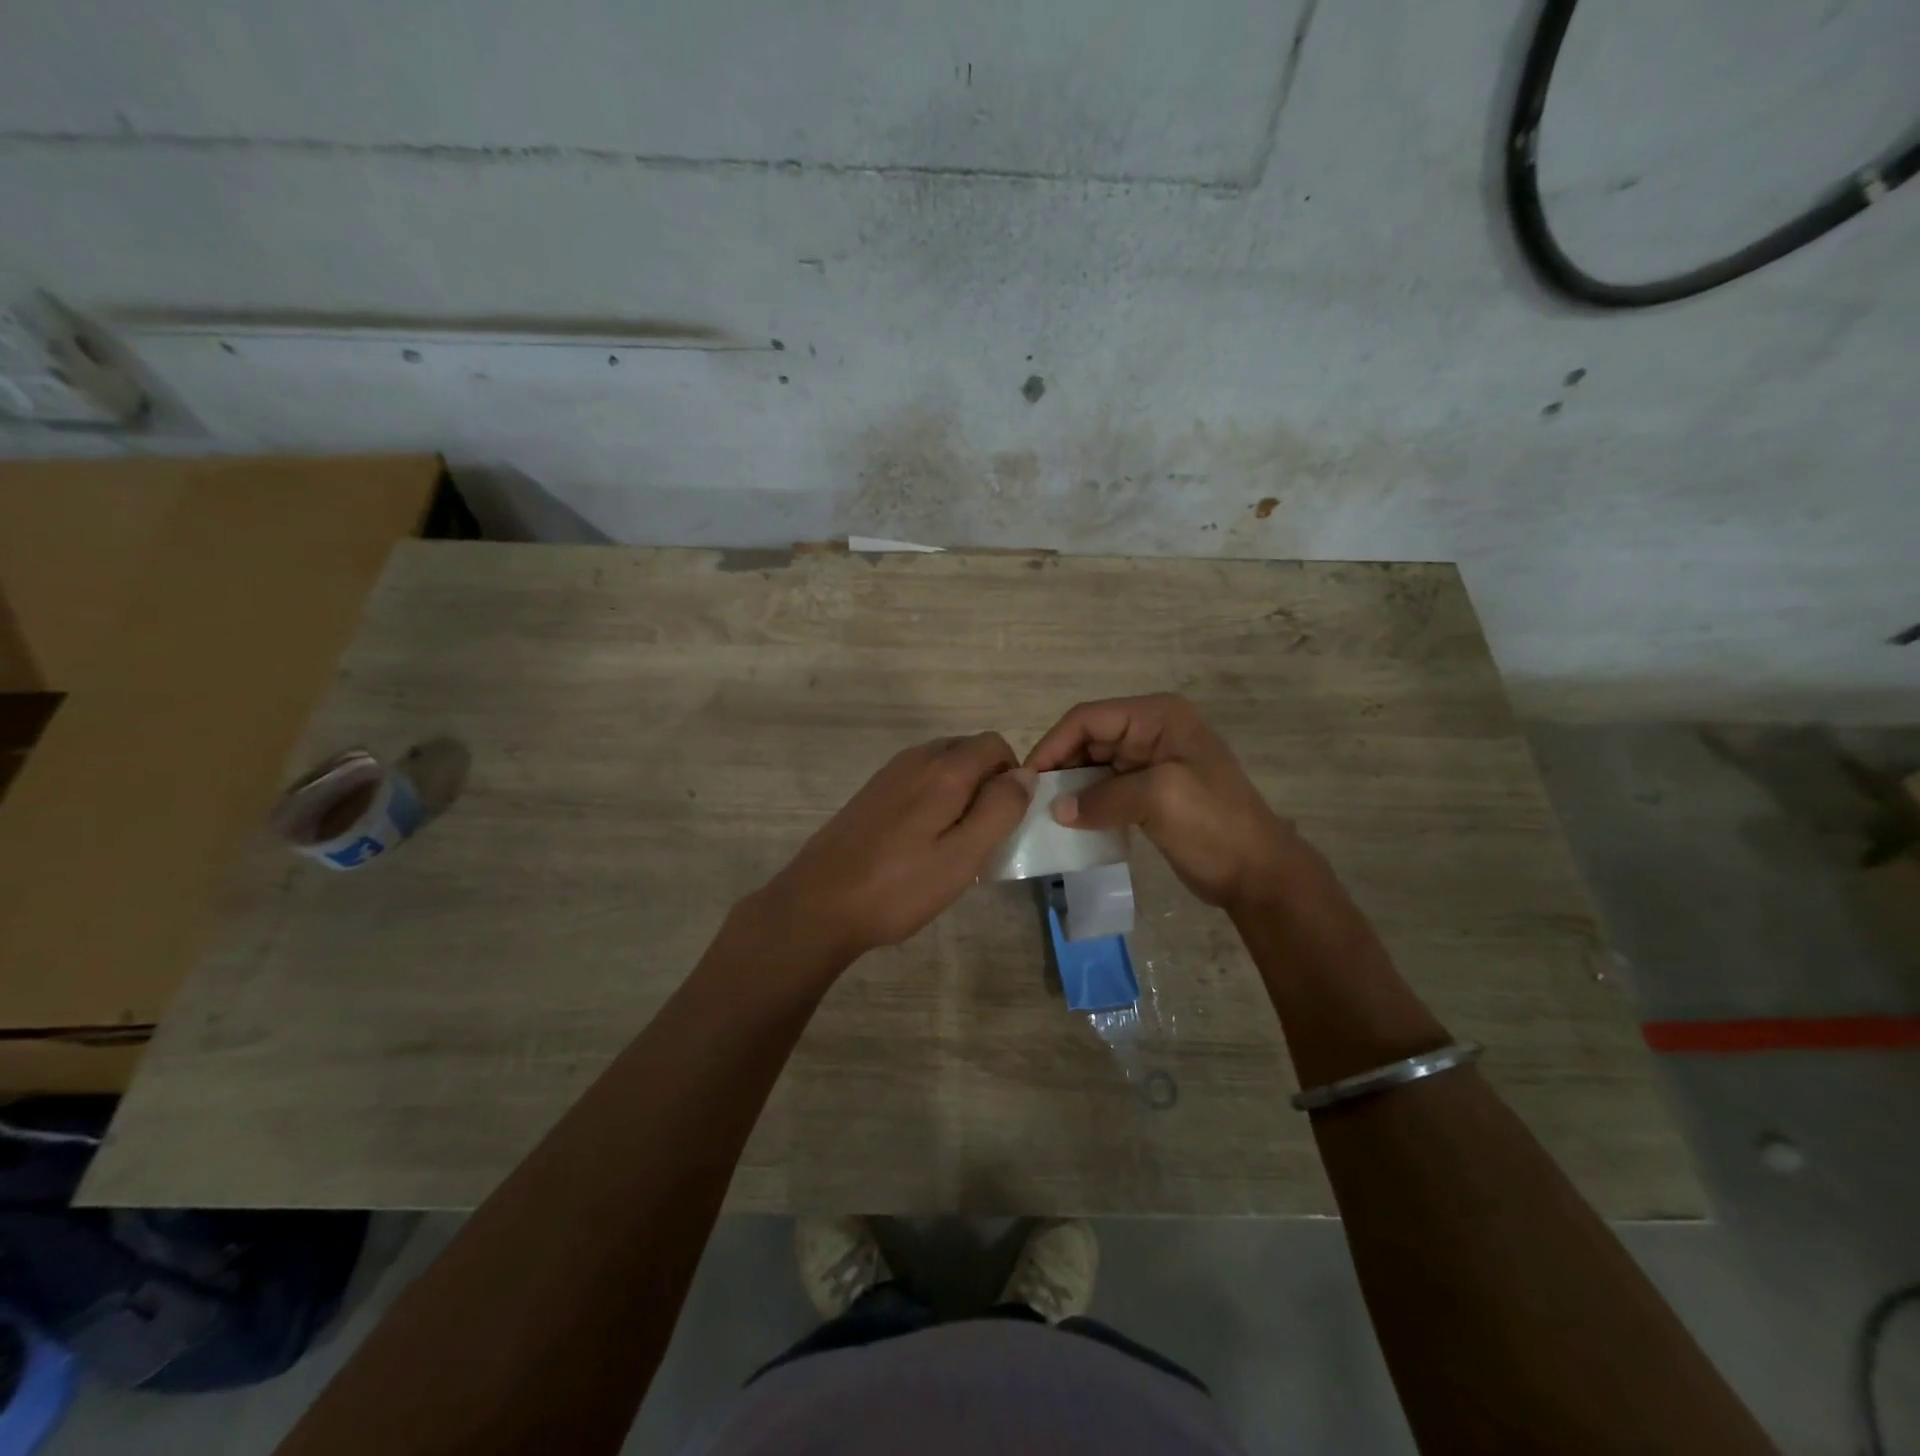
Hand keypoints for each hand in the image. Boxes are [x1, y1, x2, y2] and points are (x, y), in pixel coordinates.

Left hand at [755, 732, 1035, 966]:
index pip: (994, 745)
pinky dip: (933, 799)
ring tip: (953, 843)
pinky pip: (918, 780)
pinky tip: (920, 843)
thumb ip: (1000, 810)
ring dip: (959, 792)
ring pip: (942, 766)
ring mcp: (889, 774)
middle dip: (986, 783)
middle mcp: (916, 759)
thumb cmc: (898, 887)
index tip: (1005, 819)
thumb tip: (1025, 773)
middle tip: (983, 834)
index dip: (1011, 776)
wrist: (818, 904)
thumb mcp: (963, 856)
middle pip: (968, 751)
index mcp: (943, 769)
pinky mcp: (871, 792)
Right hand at [1025, 693, 1298, 910]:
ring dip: (1069, 787)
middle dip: (1059, 766)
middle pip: (1088, 739)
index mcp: (1158, 717)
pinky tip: (1069, 823)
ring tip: (1043, 814)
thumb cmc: (1215, 825)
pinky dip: (1085, 803)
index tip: (1028, 779)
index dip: (1054, 744)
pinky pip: (1105, 789)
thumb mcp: (1159, 799)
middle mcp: (1151, 731)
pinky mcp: (1148, 792)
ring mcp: (1150, 762)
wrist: (1258, 874)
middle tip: (1031, 800)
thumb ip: (1102, 798)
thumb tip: (1057, 810)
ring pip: (1093, 765)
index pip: (1089, 718)